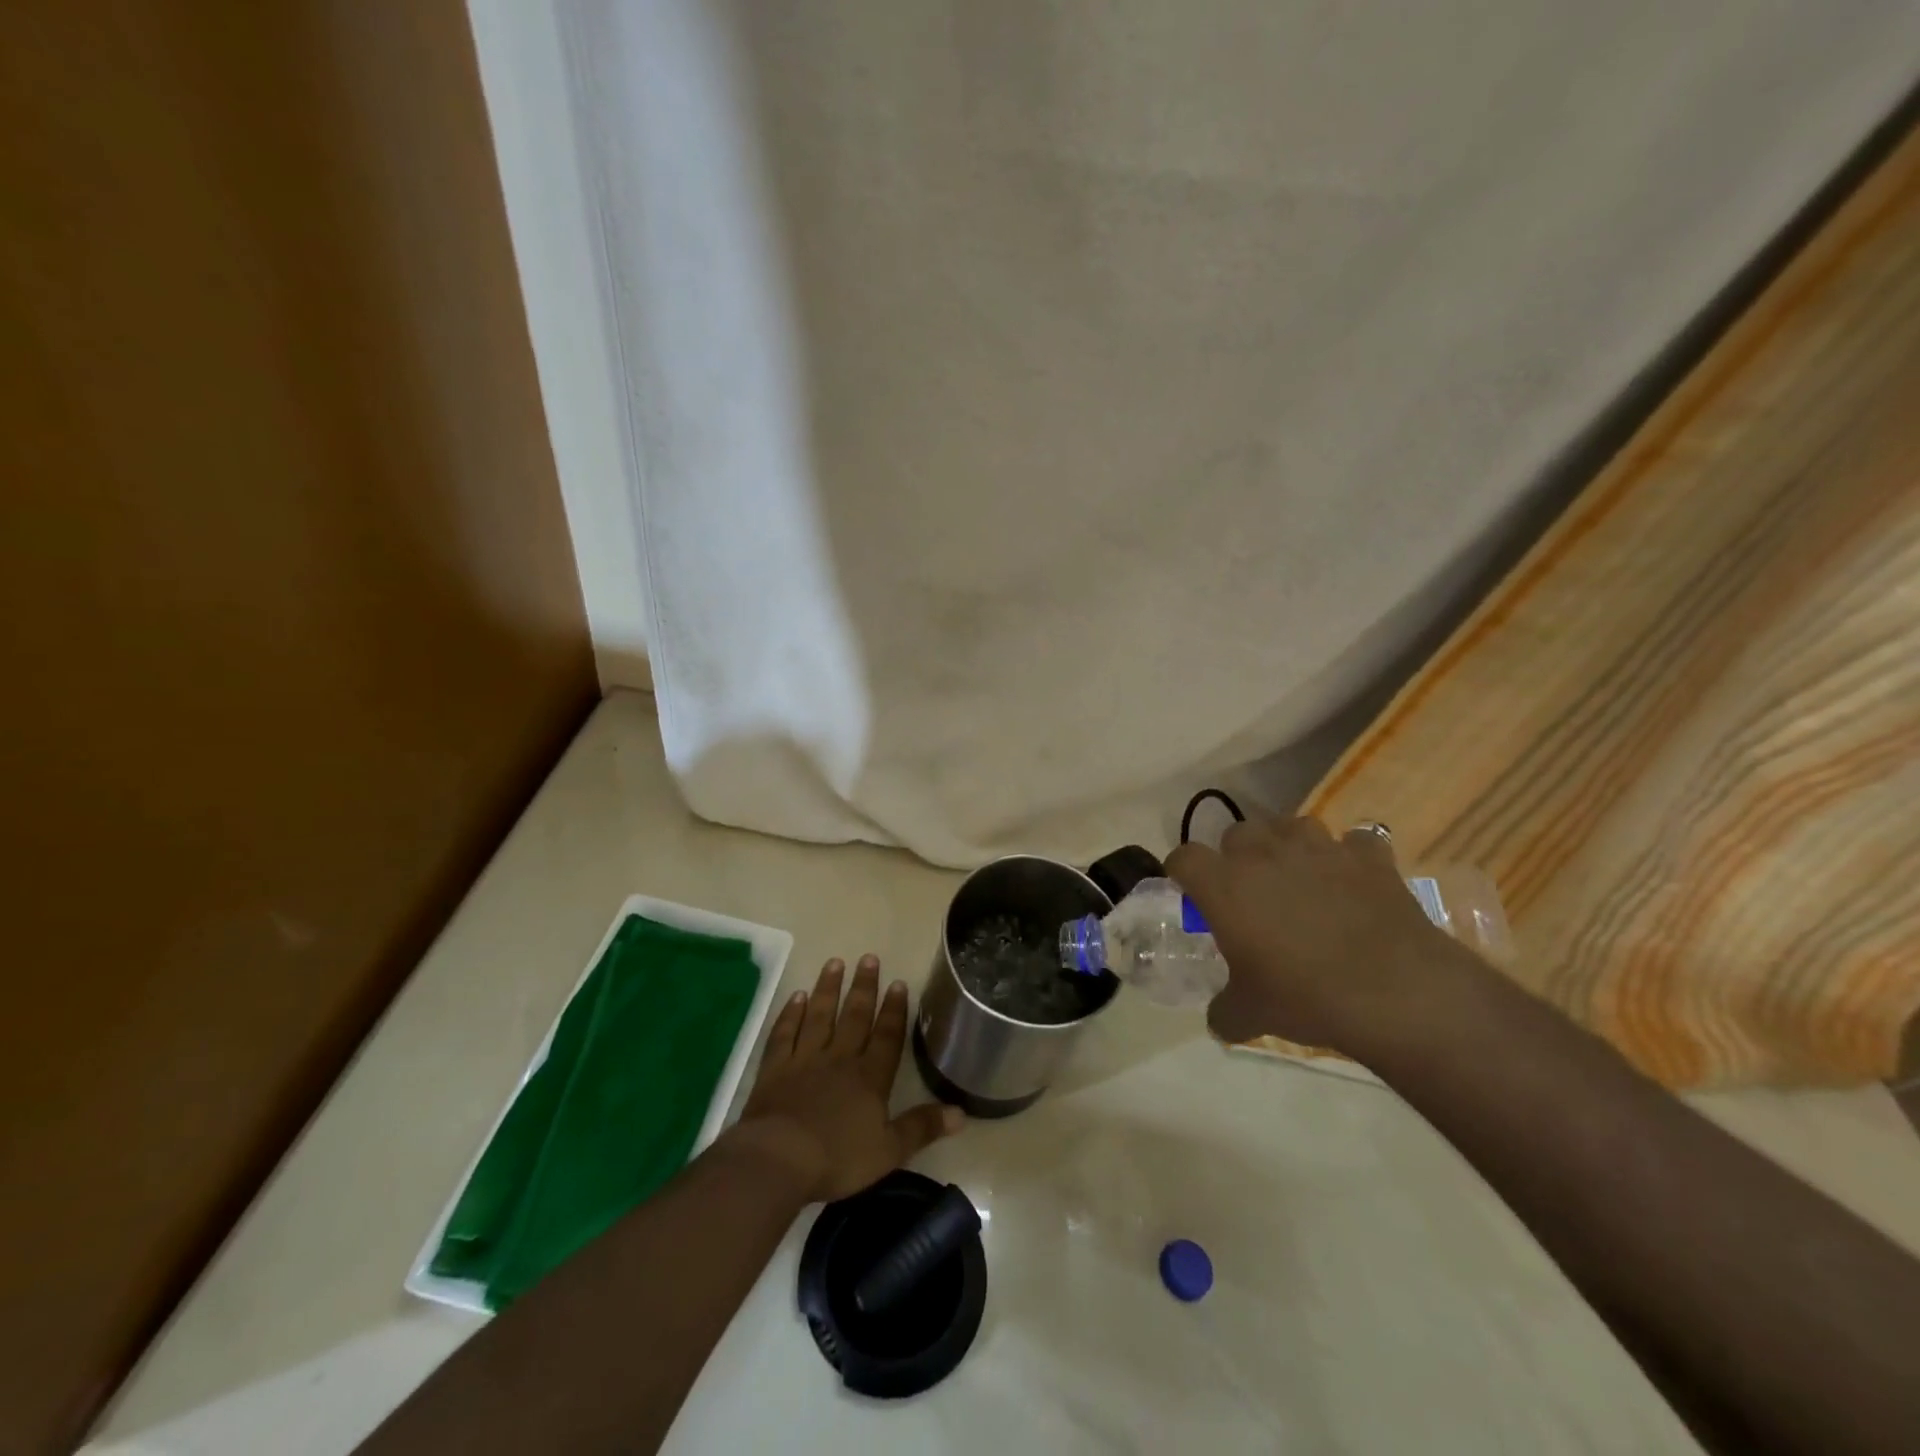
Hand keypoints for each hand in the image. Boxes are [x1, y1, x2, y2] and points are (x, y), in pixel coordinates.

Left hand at [731, 955, 963, 1202]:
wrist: (778, 1159)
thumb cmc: (837, 1158)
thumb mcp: (889, 1151)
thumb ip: (922, 1127)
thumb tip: (962, 1113)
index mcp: (869, 1078)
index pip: (886, 1036)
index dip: (894, 1010)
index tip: (898, 982)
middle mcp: (839, 1059)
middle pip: (854, 1017)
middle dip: (863, 987)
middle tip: (868, 958)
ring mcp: (804, 1060)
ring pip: (819, 1016)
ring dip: (828, 989)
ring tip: (835, 963)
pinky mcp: (774, 1069)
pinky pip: (784, 1034)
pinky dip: (790, 1014)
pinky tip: (796, 997)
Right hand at [1167, 816, 1478, 1051]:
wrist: (1397, 992)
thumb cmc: (1306, 997)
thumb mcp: (1251, 1015)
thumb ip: (1224, 1011)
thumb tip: (1219, 1021)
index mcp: (1224, 885)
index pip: (1184, 858)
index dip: (1183, 873)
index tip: (1192, 894)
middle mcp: (1264, 853)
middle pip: (1236, 833)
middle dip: (1237, 856)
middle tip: (1249, 891)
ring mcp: (1319, 848)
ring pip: (1290, 825)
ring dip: (1287, 846)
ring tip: (1298, 877)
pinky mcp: (1368, 855)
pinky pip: (1353, 842)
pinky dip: (1349, 857)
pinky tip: (1354, 881)